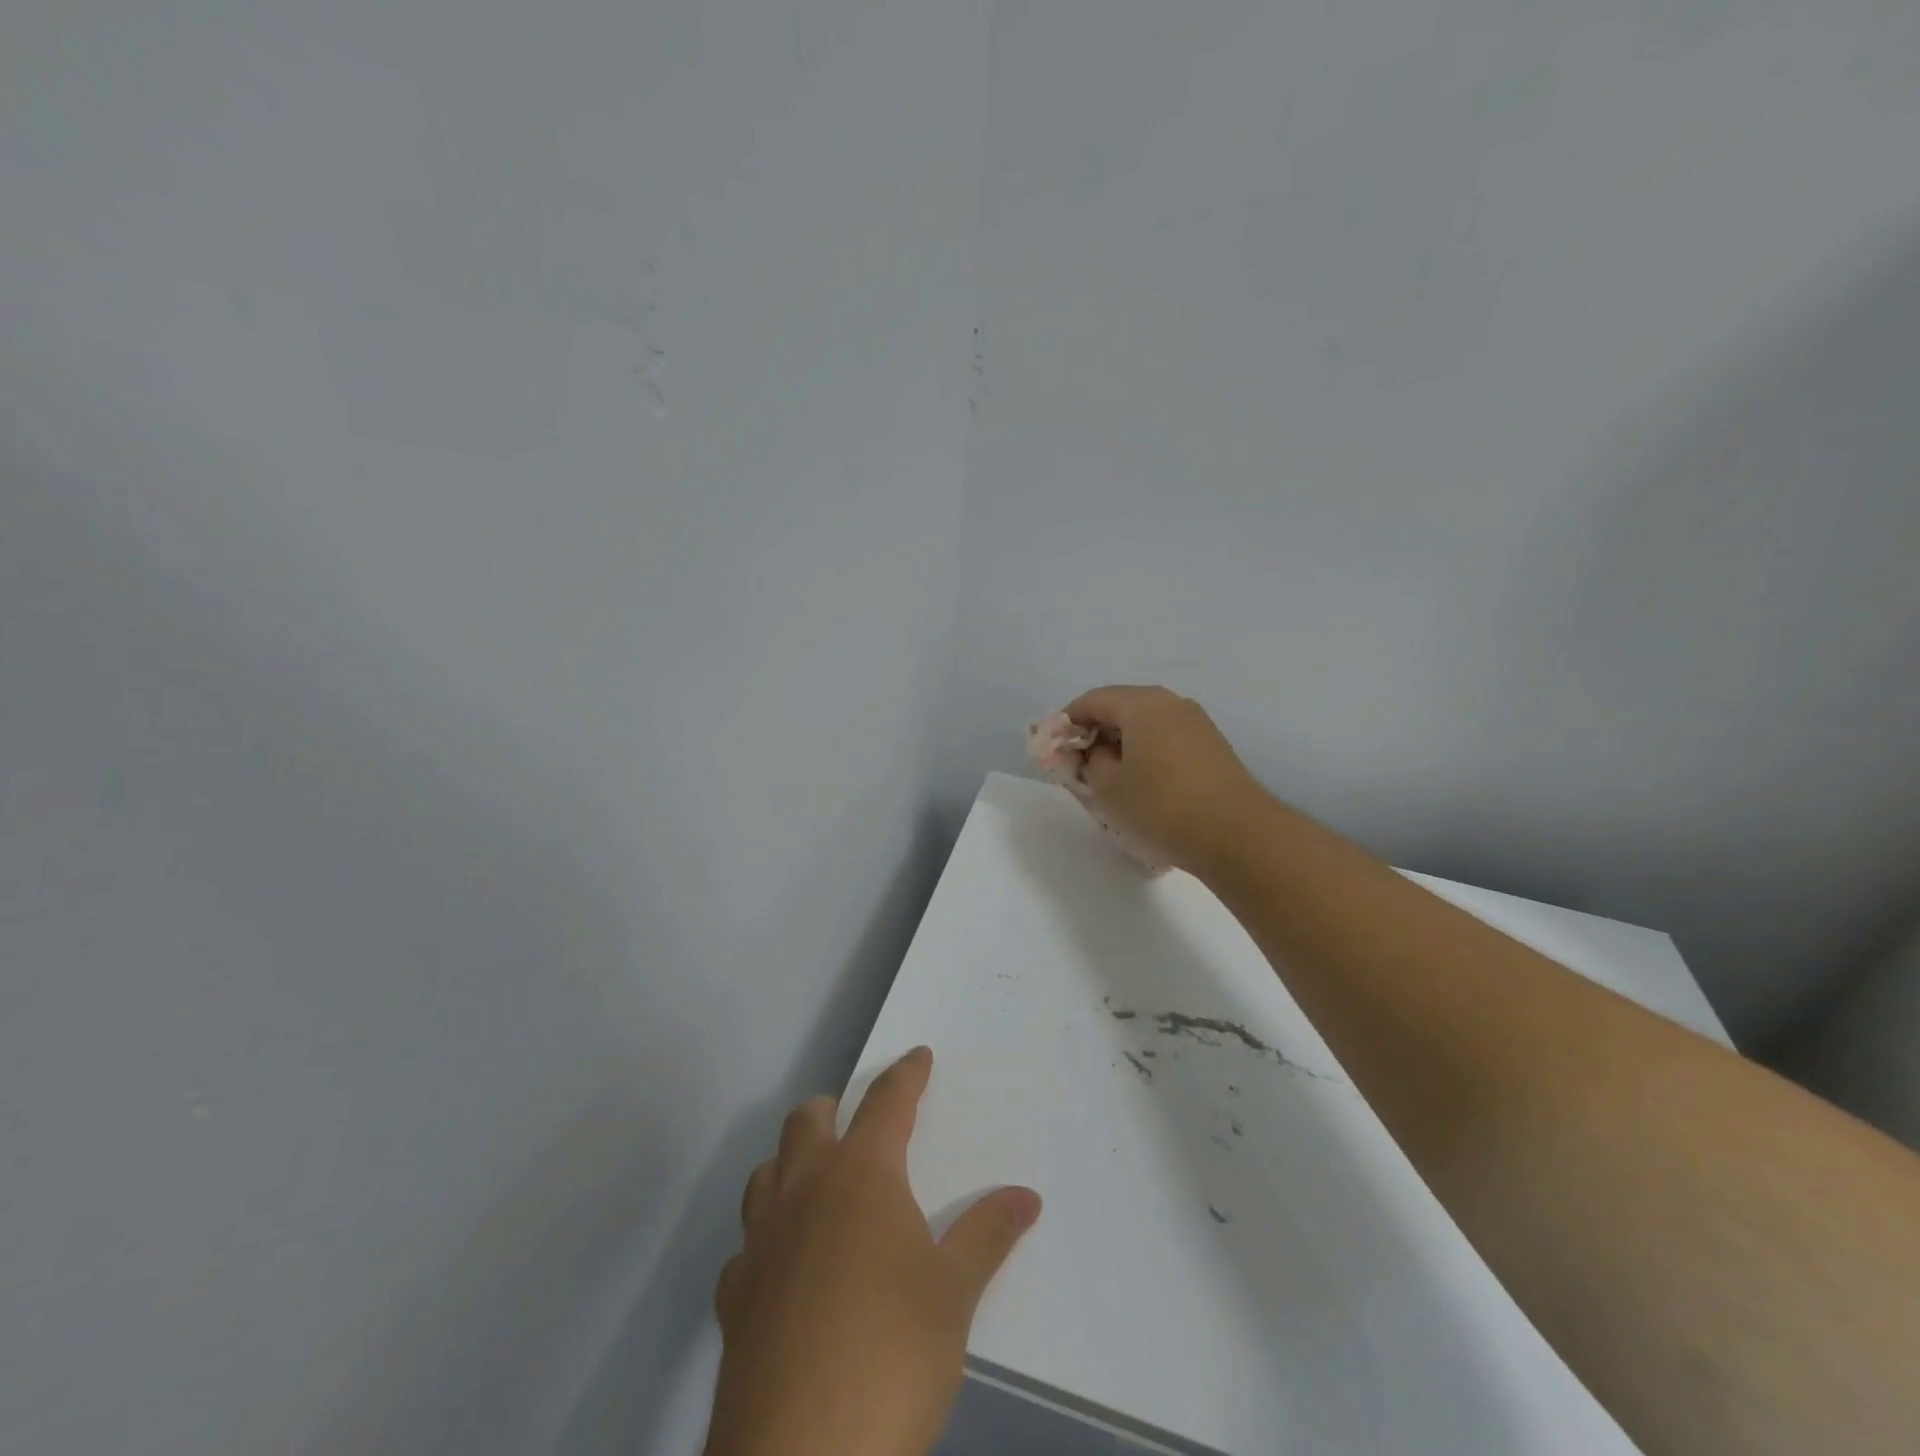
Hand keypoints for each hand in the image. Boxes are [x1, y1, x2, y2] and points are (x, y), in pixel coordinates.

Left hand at [705, 1047, 1042, 1455]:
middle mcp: (805, 1190)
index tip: (917, 1056)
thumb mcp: (953, 1295)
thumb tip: (1027, 1196)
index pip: (886, 1102)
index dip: (905, 1074)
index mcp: (861, 1175)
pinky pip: (747, 1245)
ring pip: (766, 1172)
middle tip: (859, 1125)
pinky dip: (767, 1240)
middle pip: (808, 1120)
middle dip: (833, 1108)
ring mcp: (761, 1240)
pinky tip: (784, 1270)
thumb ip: (988, 1235)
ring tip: (819, 1187)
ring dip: (791, 1165)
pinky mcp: (734, 1295)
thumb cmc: (892, 1355)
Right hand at [1064, 685, 1268, 872]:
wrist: (1237, 834)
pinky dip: (1147, 754)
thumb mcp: (1108, 786)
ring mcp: (1196, 723)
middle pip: (1121, 707)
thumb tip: (1097, 750)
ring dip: (1123, 745)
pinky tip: (1144, 785)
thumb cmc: (1161, 805)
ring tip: (1112, 779)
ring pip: (1146, 725)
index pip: (1092, 700)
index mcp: (1141, 704)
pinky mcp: (1212, 747)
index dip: (1068, 722)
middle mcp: (1170, 703)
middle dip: (1096, 733)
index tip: (1056, 750)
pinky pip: (1167, 740)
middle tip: (1081, 766)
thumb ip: (1090, 761)